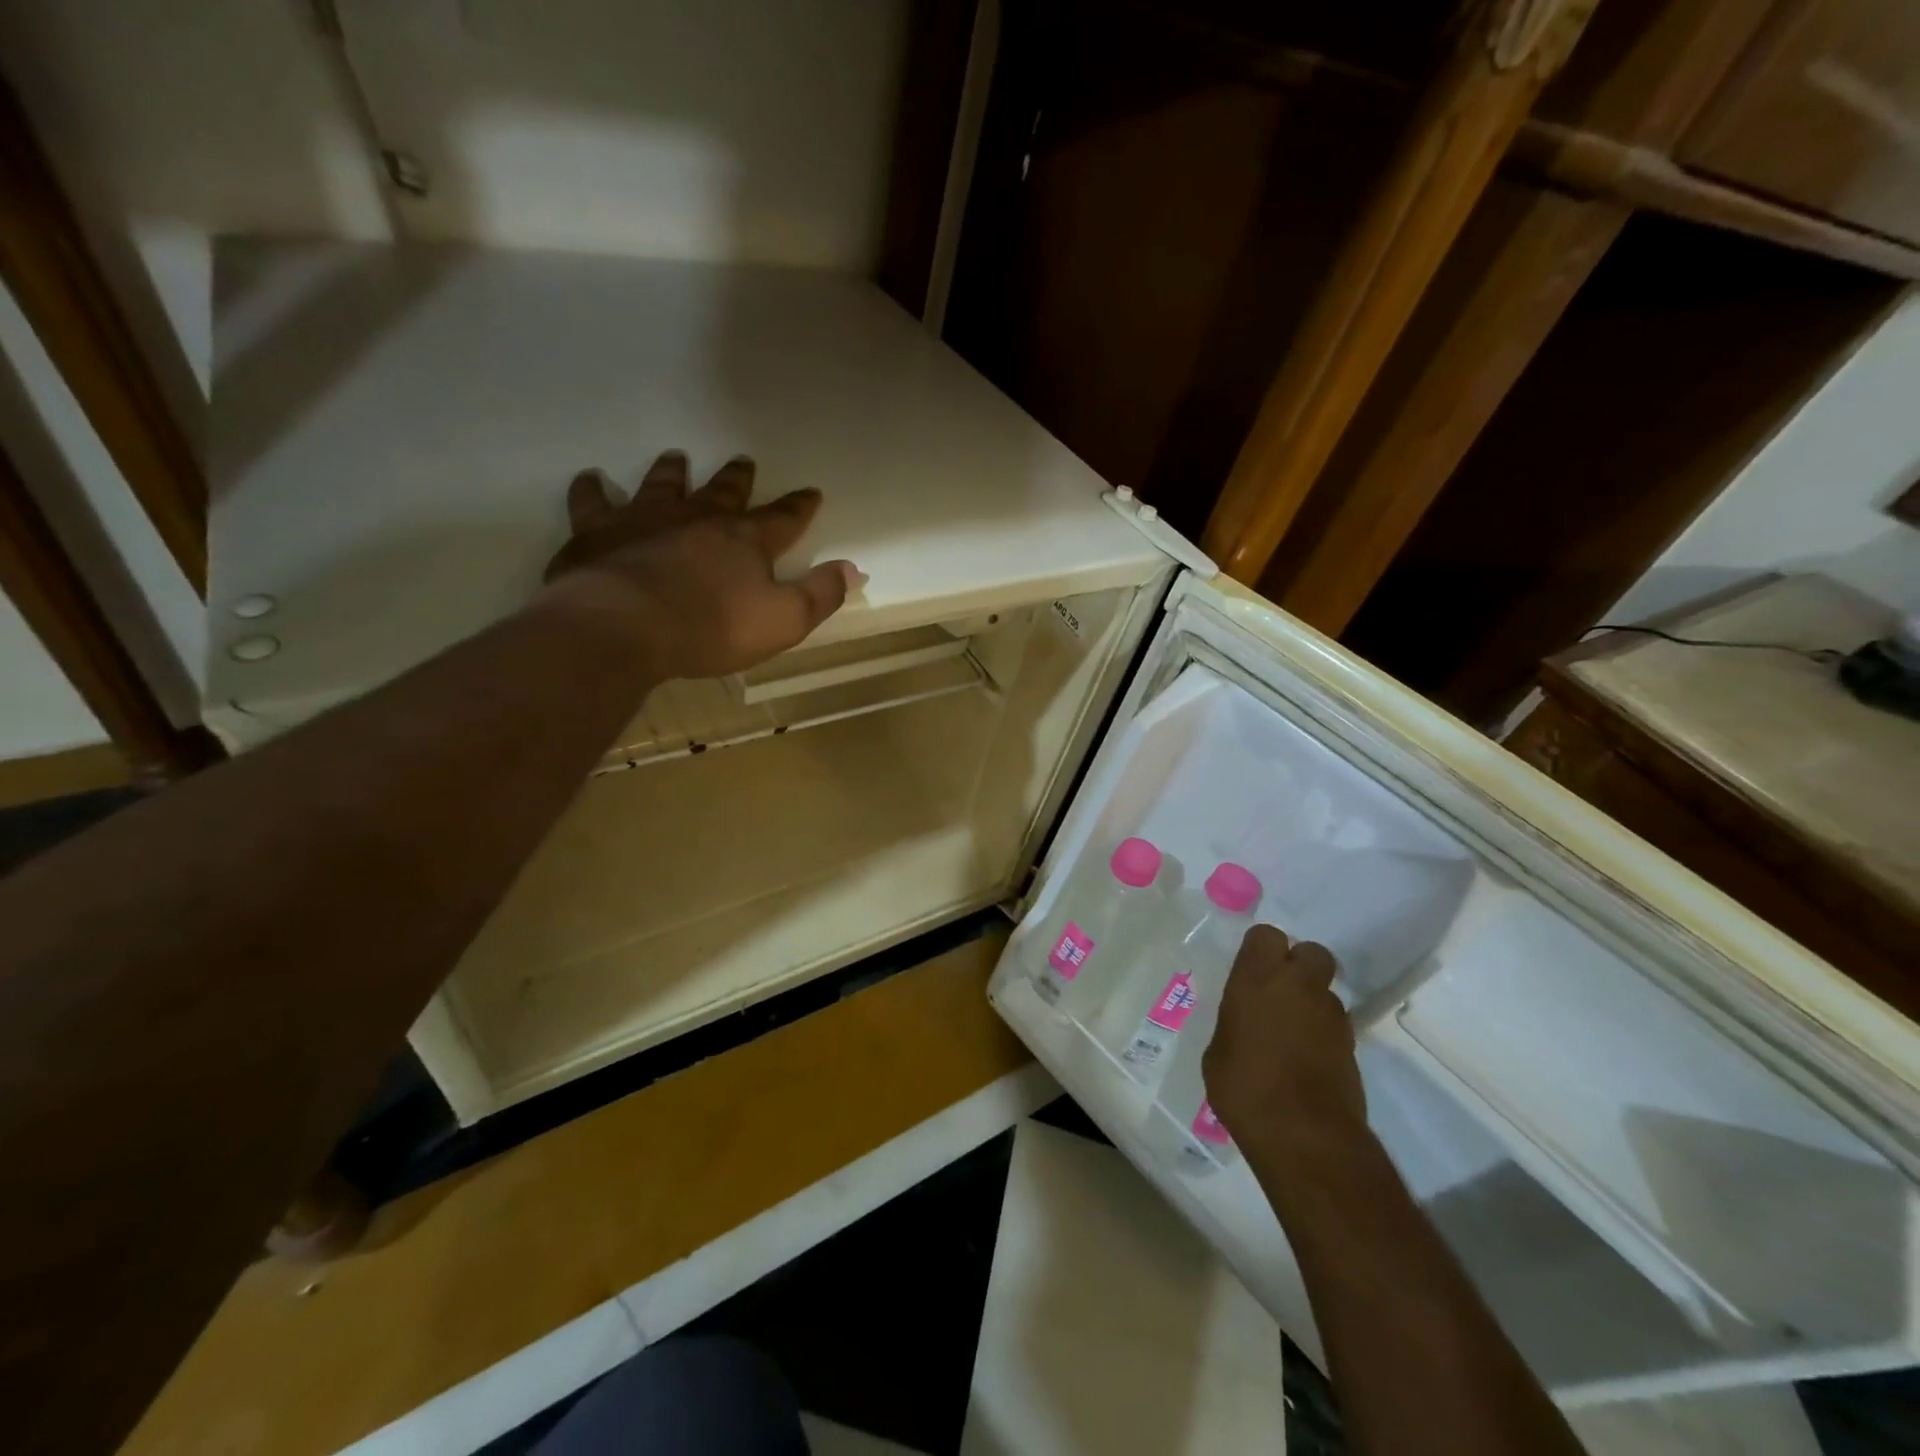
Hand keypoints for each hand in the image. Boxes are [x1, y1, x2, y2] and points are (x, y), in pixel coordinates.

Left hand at [544, 451, 858, 681]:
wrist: (627, 626)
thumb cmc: (711, 627)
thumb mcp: (783, 621)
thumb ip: (820, 594)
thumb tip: (852, 569)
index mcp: (744, 540)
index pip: (782, 518)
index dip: (799, 506)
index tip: (811, 491)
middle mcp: (697, 518)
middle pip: (722, 492)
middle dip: (737, 479)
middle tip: (742, 461)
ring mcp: (645, 519)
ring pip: (662, 485)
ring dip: (671, 472)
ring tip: (675, 457)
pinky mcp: (598, 532)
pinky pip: (593, 503)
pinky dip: (592, 490)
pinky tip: (591, 480)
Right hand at [1203, 924, 1366, 1166]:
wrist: (1304, 1136)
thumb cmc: (1244, 1087)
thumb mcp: (1218, 1051)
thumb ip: (1234, 1024)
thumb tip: (1244, 1024)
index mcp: (1259, 979)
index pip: (1266, 935)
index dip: (1260, 949)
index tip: (1250, 970)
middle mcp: (1299, 987)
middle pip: (1311, 952)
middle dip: (1299, 964)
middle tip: (1278, 990)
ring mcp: (1331, 1016)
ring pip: (1326, 991)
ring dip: (1311, 1002)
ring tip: (1291, 1033)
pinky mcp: (1353, 1047)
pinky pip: (1335, 1025)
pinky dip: (1322, 1034)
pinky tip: (1305, 1060)